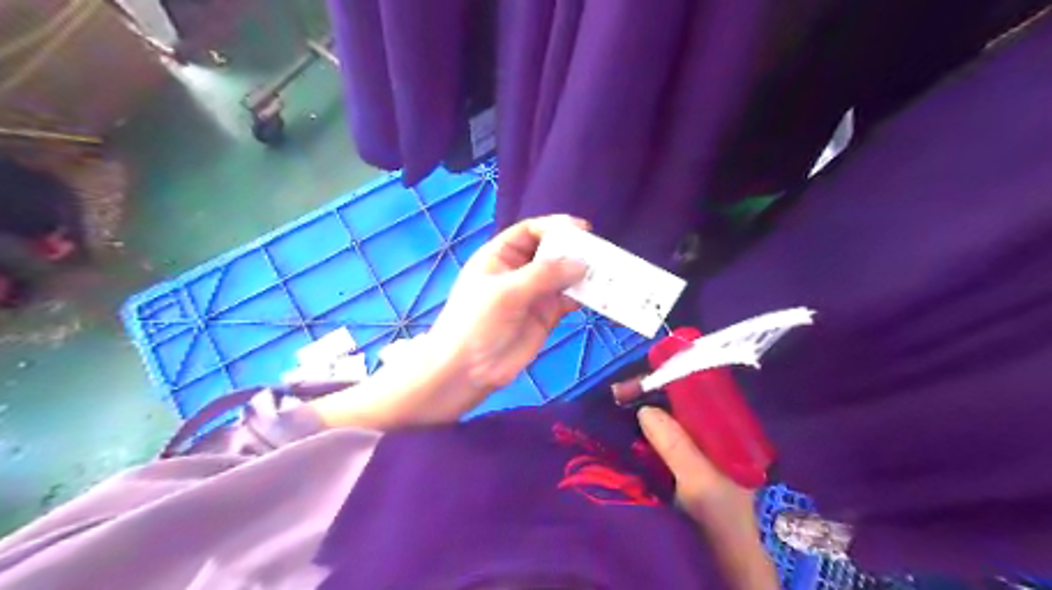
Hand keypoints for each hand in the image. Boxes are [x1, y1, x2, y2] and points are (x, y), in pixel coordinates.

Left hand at [311, 215, 590, 429]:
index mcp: (500, 256)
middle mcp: (519, 271)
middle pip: (551, 252)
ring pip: (563, 276)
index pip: (530, 231)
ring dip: (583, 274)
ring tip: (607, 274)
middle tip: (601, 254)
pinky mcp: (546, 315)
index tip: (583, 230)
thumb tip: (581, 263)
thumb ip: (544, 275)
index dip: (555, 227)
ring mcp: (534, 294)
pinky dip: (584, 297)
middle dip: (574, 251)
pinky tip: (599, 296)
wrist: (467, 370)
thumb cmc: (476, 322)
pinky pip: (568, 300)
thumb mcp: (506, 292)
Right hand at [619, 379, 778, 589]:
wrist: (720, 558)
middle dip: (650, 397)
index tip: (640, 379)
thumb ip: (676, 445)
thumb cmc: (718, 515)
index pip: (698, 395)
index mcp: (726, 431)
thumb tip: (645, 409)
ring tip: (616, 404)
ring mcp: (695, 452)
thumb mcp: (698, 479)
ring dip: (644, 415)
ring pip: (668, 423)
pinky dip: (643, 434)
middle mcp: (711, 436)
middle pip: (678, 406)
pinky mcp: (681, 466)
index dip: (669, 383)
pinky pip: (660, 441)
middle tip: (618, 392)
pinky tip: (625, 430)